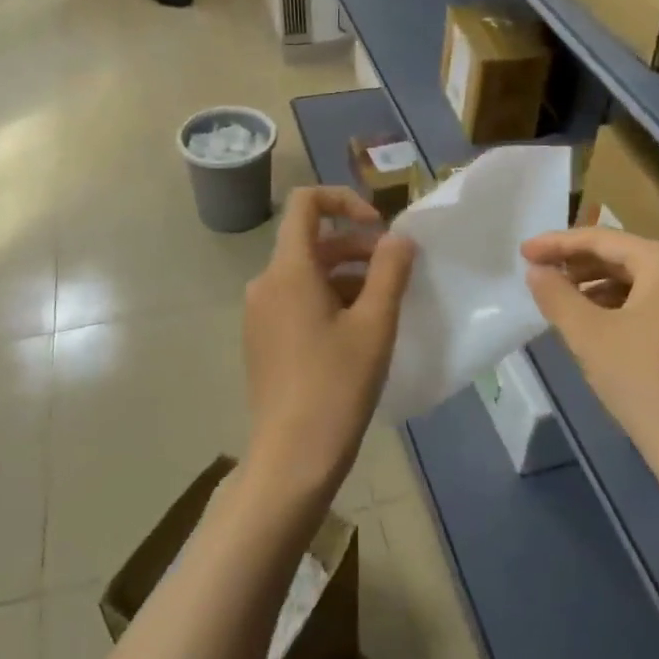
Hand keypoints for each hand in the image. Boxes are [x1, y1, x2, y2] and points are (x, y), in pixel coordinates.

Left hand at [243, 187, 415, 500]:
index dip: (344, 200)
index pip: (306, 203)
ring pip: (306, 273)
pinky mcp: (262, 340)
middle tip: (396, 272)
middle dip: (356, 246)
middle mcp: (266, 283)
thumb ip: (390, 271)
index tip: (378, 228)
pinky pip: (296, 300)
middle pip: (311, 241)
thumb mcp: (375, 324)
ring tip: (383, 306)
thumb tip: (399, 238)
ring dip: (346, 276)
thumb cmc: (337, 385)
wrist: (292, 457)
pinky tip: (357, 332)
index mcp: (289, 270)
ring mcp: (259, 314)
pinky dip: (328, 299)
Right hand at [523, 228, 658, 492]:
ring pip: (642, 282)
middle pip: (625, 258)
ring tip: (562, 301)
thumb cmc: (645, 383)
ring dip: (600, 288)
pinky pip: (658, 304)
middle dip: (579, 266)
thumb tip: (537, 270)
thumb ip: (557, 295)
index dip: (558, 244)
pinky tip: (598, 325)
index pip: (604, 240)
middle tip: (540, 274)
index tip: (523, 252)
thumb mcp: (589, 335)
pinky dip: (624, 308)